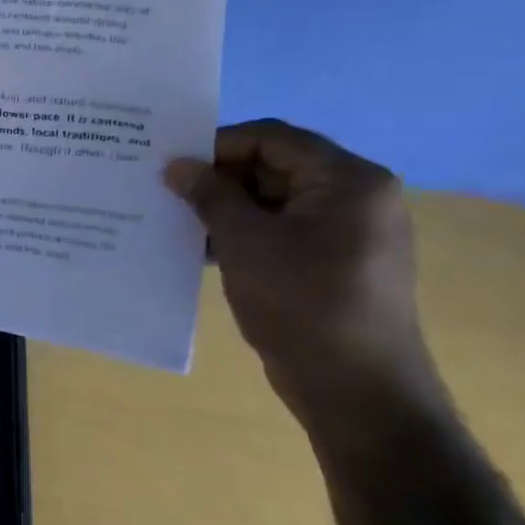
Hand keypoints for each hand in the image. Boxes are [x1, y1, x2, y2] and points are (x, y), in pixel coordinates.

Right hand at [164, 120, 434, 400]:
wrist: (355, 386)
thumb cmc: (301, 301)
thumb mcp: (244, 241)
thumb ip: (209, 195)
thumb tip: (177, 166)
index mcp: (348, 180)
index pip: (272, 138)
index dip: (216, 145)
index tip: (169, 164)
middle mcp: (357, 197)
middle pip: (275, 166)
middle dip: (219, 178)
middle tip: (167, 193)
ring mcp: (349, 232)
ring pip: (275, 201)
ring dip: (226, 208)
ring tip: (177, 222)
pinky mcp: (336, 263)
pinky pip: (283, 231)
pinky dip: (245, 233)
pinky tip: (203, 250)